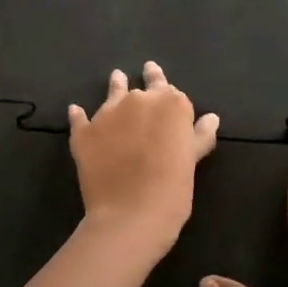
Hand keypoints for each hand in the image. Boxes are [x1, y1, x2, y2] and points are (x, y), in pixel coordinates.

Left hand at [67, 62, 218, 249]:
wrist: (131, 214)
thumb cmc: (173, 189)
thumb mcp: (192, 161)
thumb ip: (200, 135)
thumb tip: (211, 117)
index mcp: (171, 105)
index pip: (169, 88)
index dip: (165, 86)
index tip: (159, 79)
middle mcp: (139, 101)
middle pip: (142, 87)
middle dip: (144, 83)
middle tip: (144, 71)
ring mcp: (107, 114)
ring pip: (113, 93)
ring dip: (116, 86)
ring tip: (117, 78)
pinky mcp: (84, 132)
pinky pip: (80, 118)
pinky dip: (79, 114)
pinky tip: (76, 111)